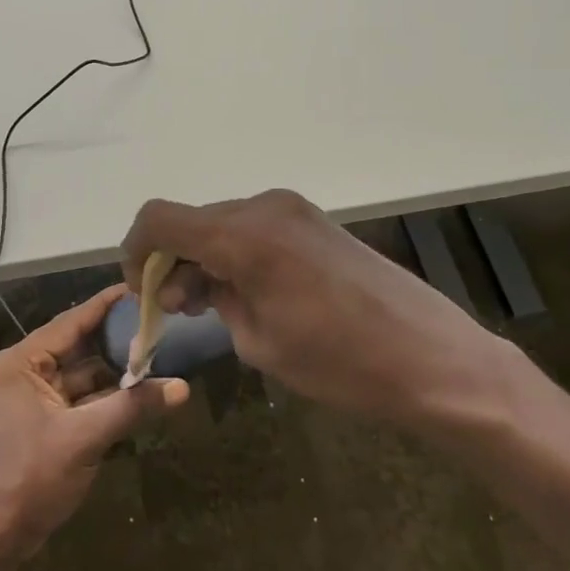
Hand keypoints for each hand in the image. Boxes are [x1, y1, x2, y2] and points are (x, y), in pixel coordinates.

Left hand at [0, 284, 189, 570]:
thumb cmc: (29, 479)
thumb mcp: (84, 439)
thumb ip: (132, 407)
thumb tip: (183, 387)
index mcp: (21, 363)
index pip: (71, 321)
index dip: (106, 305)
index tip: (140, 286)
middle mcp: (25, 372)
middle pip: (79, 346)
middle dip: (118, 339)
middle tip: (160, 321)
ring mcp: (34, 399)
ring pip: (84, 373)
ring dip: (117, 369)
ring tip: (159, 352)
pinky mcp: (45, 423)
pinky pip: (82, 398)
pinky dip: (108, 395)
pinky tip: (141, 390)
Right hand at [122, 190, 529, 432]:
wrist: (433, 359)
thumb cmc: (341, 364)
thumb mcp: (259, 342)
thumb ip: (215, 301)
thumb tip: (196, 284)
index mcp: (243, 235)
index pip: (159, 219)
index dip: (136, 251)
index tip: (142, 291)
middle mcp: (264, 207)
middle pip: (191, 220)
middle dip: (172, 260)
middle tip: (179, 310)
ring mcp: (294, 210)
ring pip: (222, 223)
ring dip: (204, 256)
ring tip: (214, 305)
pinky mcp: (314, 221)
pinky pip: (254, 227)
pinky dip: (236, 252)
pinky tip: (248, 291)